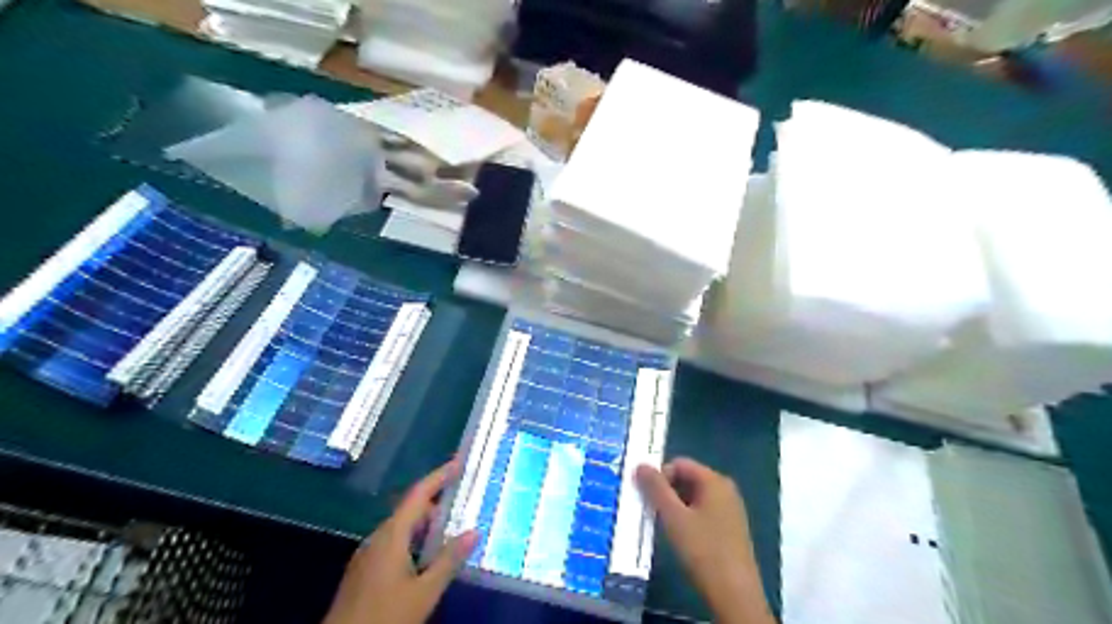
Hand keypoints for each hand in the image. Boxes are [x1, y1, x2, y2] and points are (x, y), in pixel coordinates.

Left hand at [322, 464, 478, 623]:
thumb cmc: (385, 616)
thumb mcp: (424, 592)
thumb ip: (449, 560)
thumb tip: (474, 531)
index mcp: (391, 535)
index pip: (418, 495)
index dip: (439, 476)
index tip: (459, 463)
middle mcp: (378, 538)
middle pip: (410, 510)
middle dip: (437, 503)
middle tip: (463, 502)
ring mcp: (368, 555)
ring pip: (402, 529)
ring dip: (426, 526)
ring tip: (451, 531)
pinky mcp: (364, 571)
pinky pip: (394, 544)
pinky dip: (415, 541)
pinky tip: (427, 559)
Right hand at [639, 459, 774, 623]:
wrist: (735, 595)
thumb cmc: (703, 550)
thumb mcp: (673, 517)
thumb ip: (655, 488)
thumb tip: (640, 464)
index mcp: (715, 481)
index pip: (679, 463)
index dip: (660, 476)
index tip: (647, 497)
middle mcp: (725, 490)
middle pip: (687, 478)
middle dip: (666, 491)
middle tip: (652, 512)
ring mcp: (730, 509)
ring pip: (694, 497)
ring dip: (675, 506)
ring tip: (664, 526)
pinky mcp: (730, 528)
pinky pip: (703, 511)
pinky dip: (688, 518)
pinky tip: (681, 537)